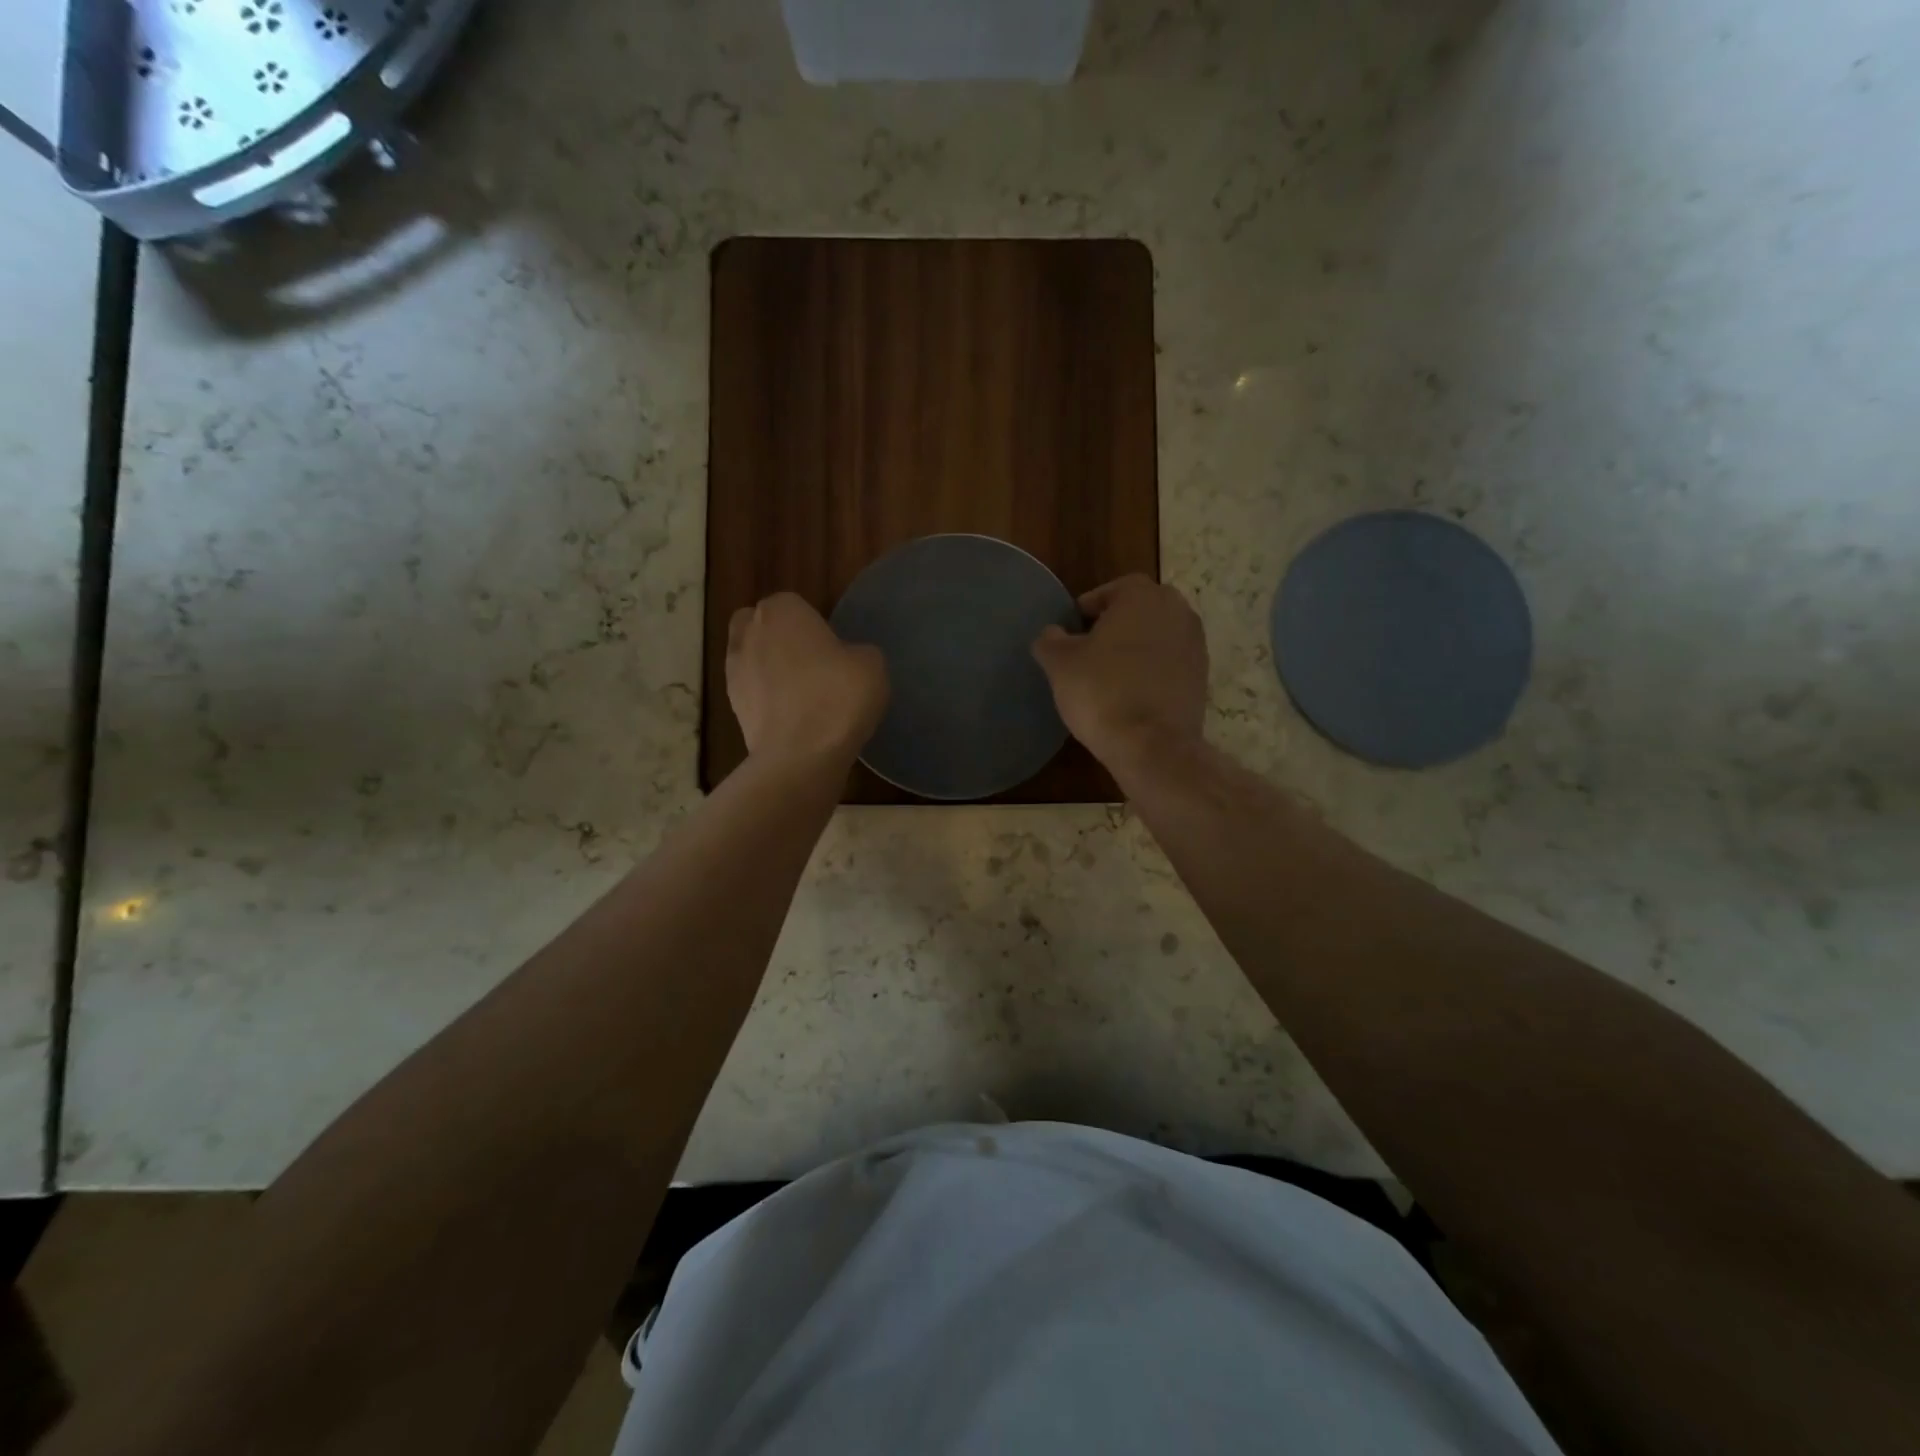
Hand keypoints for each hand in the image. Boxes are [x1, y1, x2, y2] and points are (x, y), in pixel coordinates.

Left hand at [728, 593, 888, 767]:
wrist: (801, 755)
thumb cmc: (838, 696)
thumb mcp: (872, 664)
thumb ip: (857, 651)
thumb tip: (848, 658)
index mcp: (781, 610)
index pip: (793, 603)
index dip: (812, 623)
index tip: (831, 646)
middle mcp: (748, 633)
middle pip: (760, 626)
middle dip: (779, 638)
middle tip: (812, 662)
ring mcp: (734, 671)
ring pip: (752, 659)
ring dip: (771, 670)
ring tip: (804, 694)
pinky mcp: (732, 708)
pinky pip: (753, 693)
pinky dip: (768, 700)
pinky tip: (795, 718)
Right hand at [1032, 575, 1208, 773]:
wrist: (1152, 745)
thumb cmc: (1101, 692)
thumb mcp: (1060, 664)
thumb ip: (1051, 640)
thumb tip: (1052, 634)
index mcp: (1143, 596)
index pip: (1114, 589)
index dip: (1090, 607)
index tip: (1074, 627)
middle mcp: (1177, 611)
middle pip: (1141, 609)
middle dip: (1117, 624)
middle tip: (1091, 647)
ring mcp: (1195, 644)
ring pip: (1159, 636)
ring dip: (1137, 647)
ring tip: (1110, 672)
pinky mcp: (1202, 677)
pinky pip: (1171, 663)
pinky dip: (1153, 670)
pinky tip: (1132, 692)